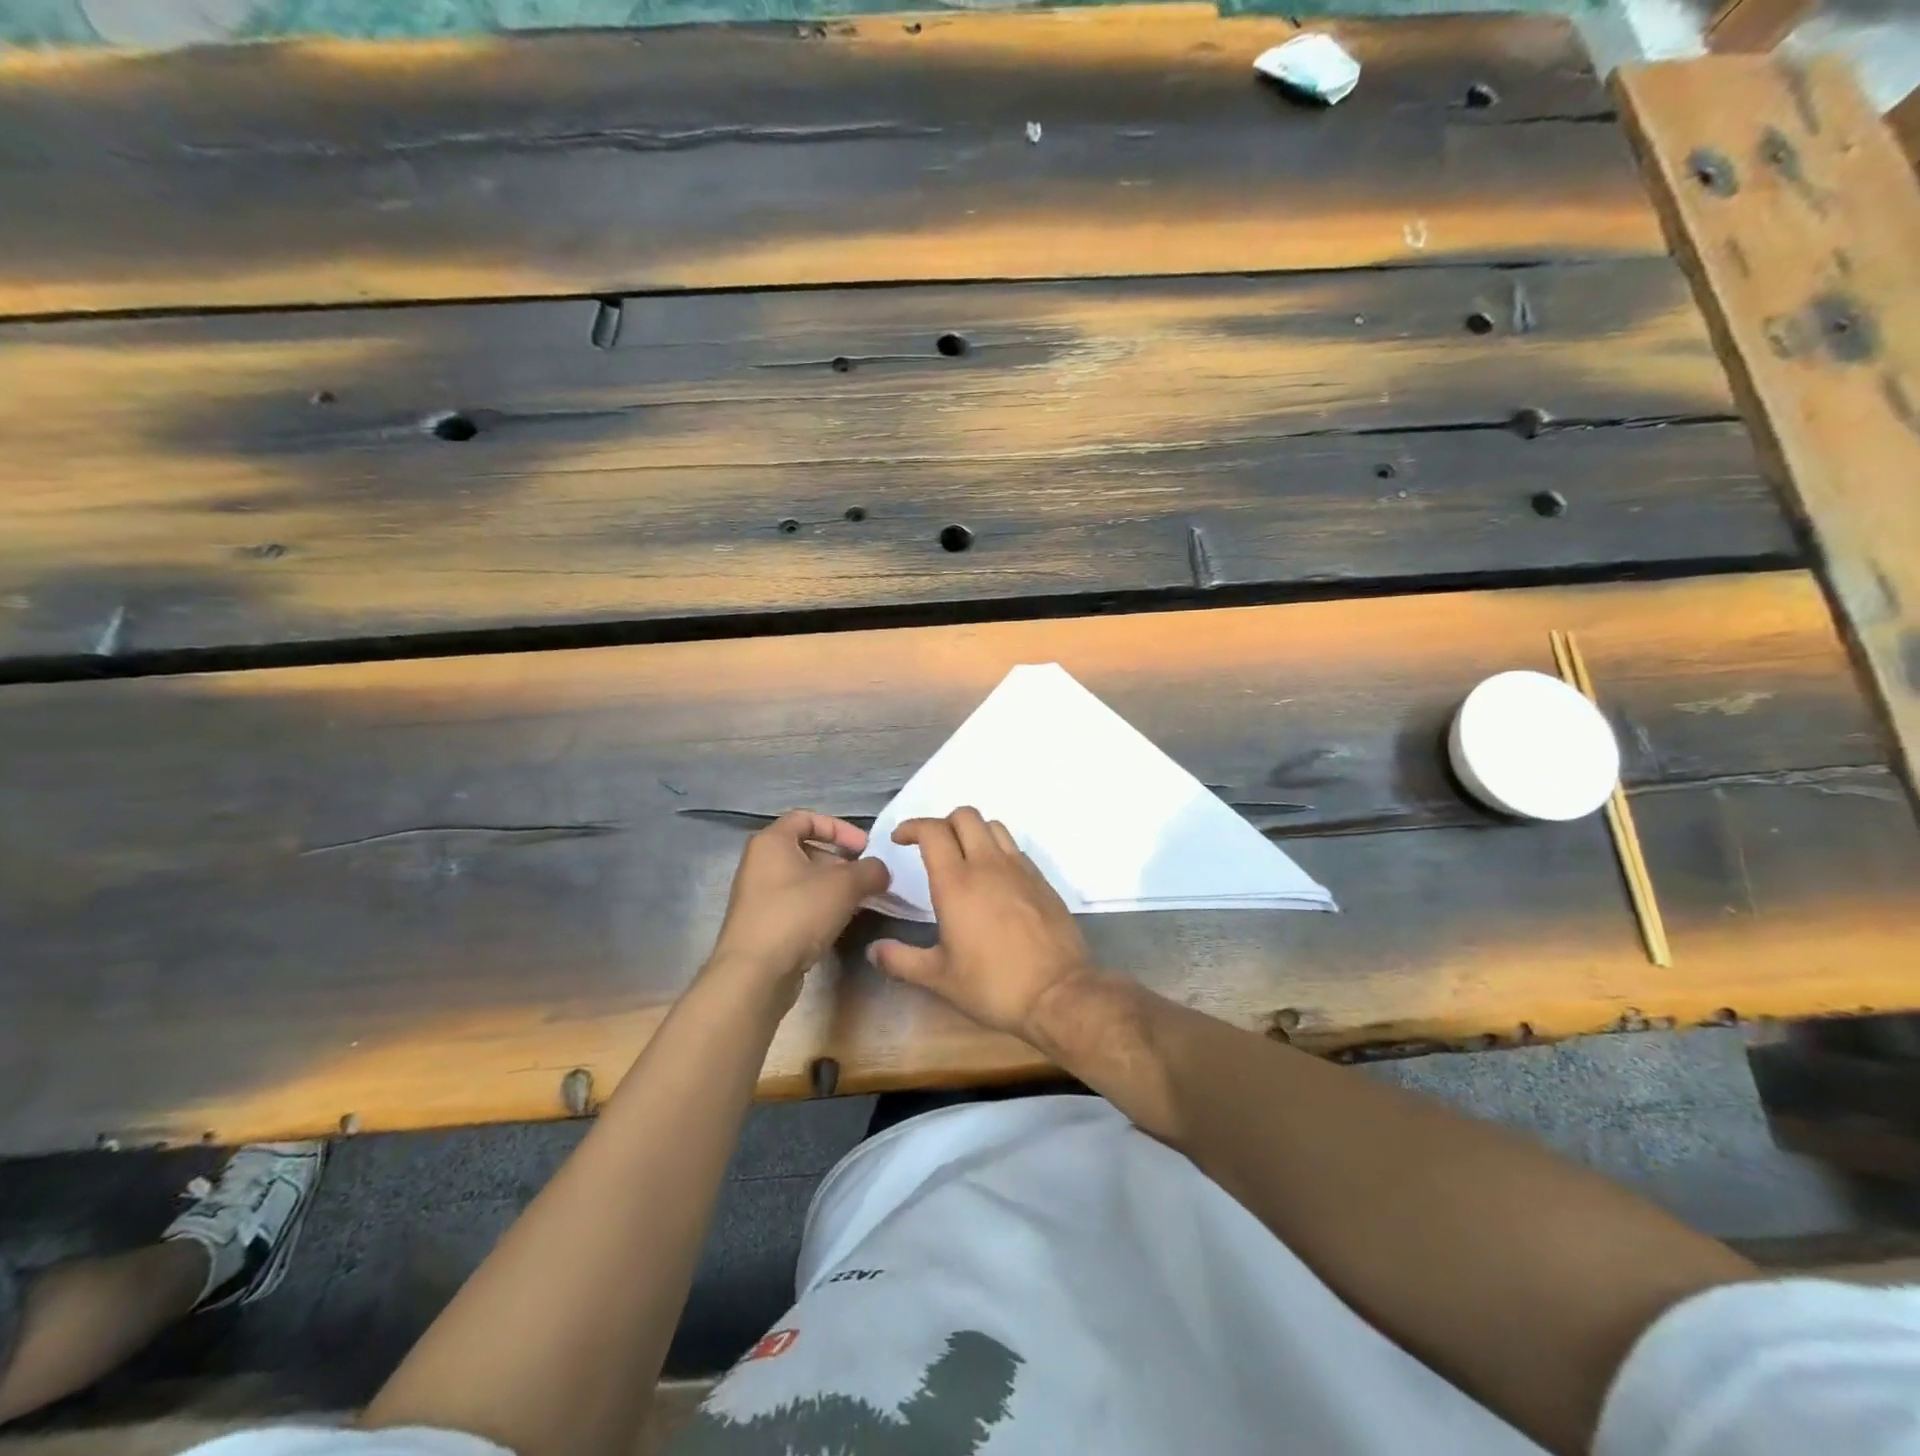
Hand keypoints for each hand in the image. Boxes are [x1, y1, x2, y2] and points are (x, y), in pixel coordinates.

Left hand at [707, 811, 889, 991]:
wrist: (755, 973)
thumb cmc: (797, 914)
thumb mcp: (845, 885)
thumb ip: (870, 870)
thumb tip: (880, 871)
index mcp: (771, 842)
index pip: (806, 818)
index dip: (839, 828)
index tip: (864, 848)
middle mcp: (759, 863)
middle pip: (806, 850)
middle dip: (840, 861)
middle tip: (865, 878)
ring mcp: (758, 896)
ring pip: (803, 880)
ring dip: (833, 887)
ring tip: (858, 902)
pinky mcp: (762, 924)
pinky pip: (796, 904)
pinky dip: (819, 907)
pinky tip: (838, 924)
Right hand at [869, 807, 1095, 1040]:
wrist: (1059, 993)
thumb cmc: (992, 985)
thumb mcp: (939, 978)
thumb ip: (901, 960)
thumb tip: (873, 952)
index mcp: (957, 882)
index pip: (932, 831)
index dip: (913, 826)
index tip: (901, 839)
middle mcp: (988, 865)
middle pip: (965, 816)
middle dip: (943, 822)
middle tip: (931, 846)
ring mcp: (1020, 869)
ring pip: (994, 826)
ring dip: (973, 831)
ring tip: (963, 856)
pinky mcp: (1042, 880)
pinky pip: (1015, 849)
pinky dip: (998, 850)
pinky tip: (994, 878)